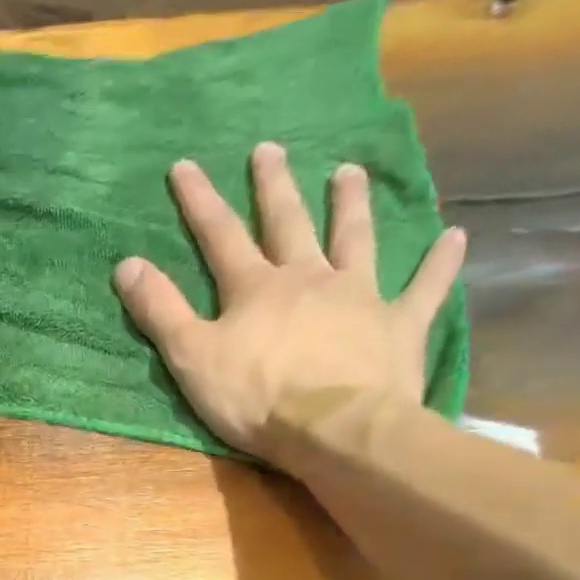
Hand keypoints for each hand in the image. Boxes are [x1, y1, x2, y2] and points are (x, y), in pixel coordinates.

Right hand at [113, 142, 465, 457]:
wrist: (336, 429)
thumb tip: (125, 264)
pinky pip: (424, 288)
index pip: (220, 236)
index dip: (199, 202)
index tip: (185, 165)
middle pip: (288, 224)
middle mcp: (308, 278)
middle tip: (270, 149)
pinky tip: (454, 236)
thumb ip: (160, 311)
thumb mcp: (191, 358)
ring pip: (355, 240)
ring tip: (349, 171)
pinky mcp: (399, 326)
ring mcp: (358, 297)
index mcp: (256, 289)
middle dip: (274, 186)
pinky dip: (439, 263)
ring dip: (351, 205)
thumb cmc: (255, 398)